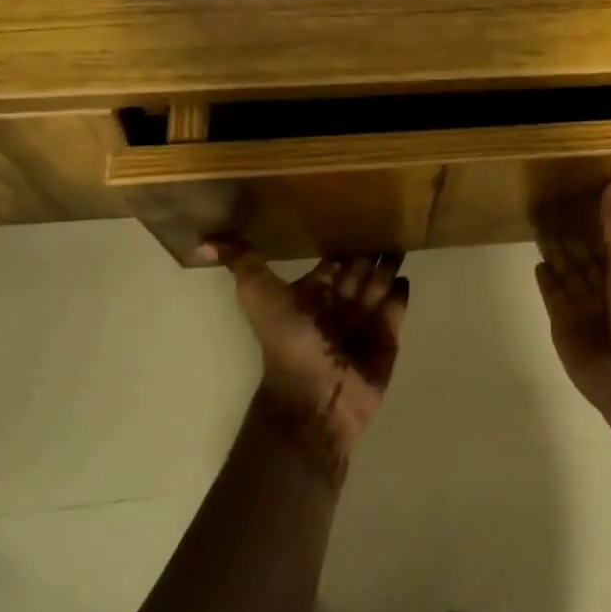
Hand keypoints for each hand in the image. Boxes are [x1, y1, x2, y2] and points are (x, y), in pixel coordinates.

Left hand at [201, 240, 408, 482]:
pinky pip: (395, 312)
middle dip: (370, 251)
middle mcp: (337, 307)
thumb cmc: (290, 343)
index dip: (342, 244)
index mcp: (310, 296)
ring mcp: (363, 324)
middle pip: (358, 272)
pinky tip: (405, 277)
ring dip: (387, 266)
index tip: (356, 214)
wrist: (316, 397)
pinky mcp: (387, 340)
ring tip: (402, 240)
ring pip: (378, 286)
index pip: (331, 264)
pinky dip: (400, 295)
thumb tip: (204, 241)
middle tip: (390, 220)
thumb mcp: (259, 295)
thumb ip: (243, 264)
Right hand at [534, 176, 610, 428]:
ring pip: (566, 270)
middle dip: (568, 228)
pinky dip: (547, 280)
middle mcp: (608, 285)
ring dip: (555, 248)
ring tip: (537, 221)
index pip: (607, 234)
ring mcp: (585, 307)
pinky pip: (553, 296)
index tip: (574, 186)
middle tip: (546, 199)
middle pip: (583, 251)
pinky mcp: (564, 325)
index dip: (592, 214)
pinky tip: (538, 262)